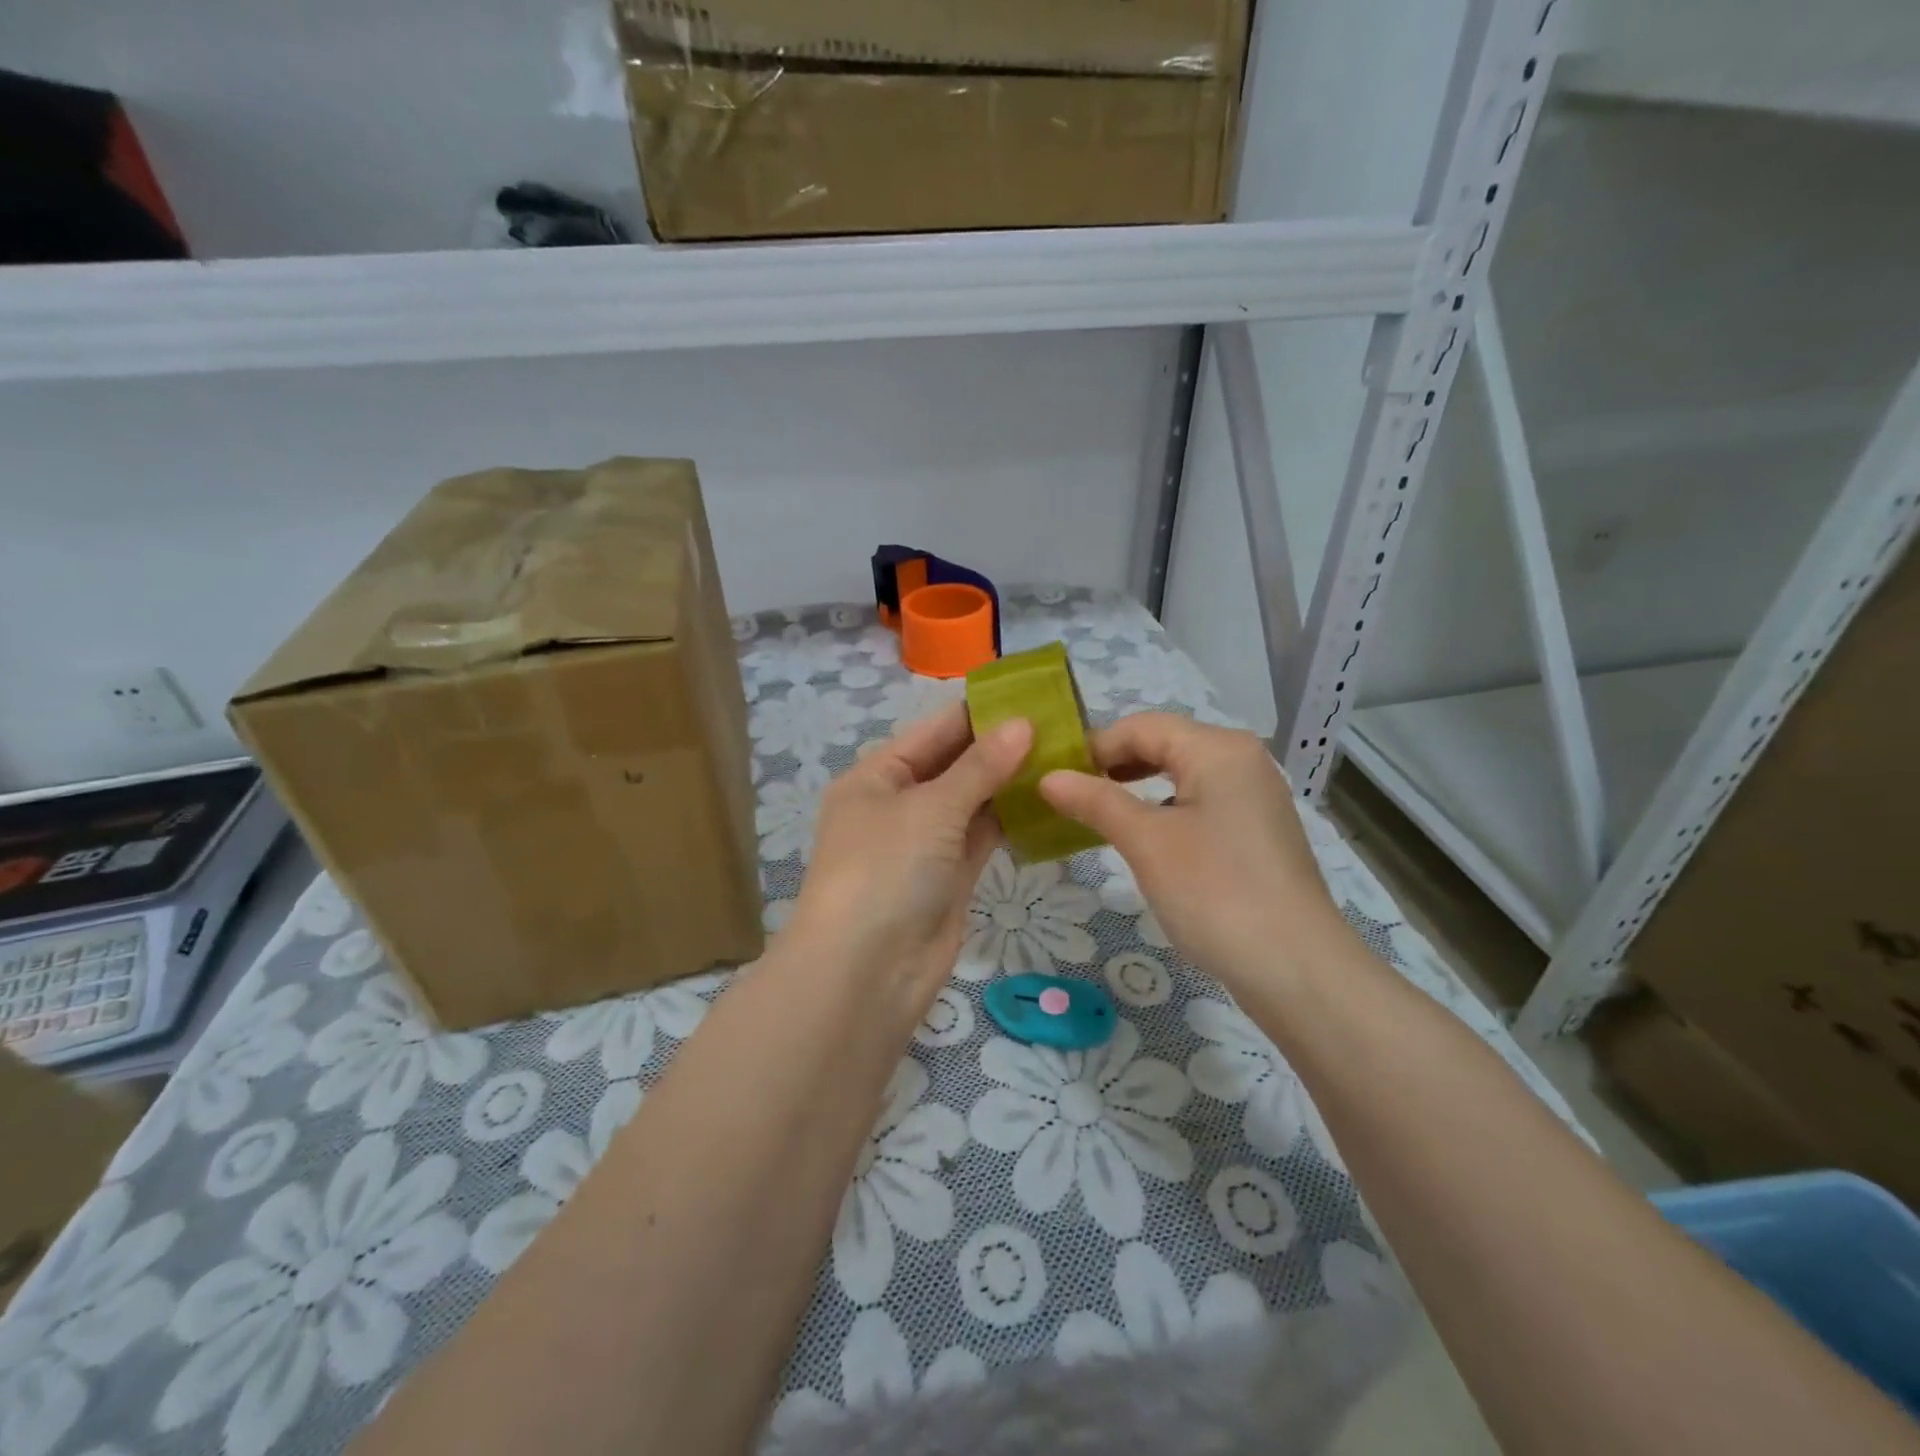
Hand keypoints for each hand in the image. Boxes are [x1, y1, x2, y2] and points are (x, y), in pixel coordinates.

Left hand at [785, 703, 1032, 1005]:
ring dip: (1009, 782)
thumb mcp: (931, 808)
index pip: (933, 731)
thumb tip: (1023, 723)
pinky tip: (1047, 800)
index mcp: (876, 776)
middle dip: (1000, 746)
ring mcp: (924, 843)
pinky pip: (982, 836)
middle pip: (954, 764)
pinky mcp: (949, 877)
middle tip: (1061, 724)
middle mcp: (898, 804)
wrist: (866, 973)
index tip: (1031, 695)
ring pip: (972, 801)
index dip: (978, 712)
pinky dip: (1010, 820)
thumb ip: (980, 767)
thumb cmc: (886, 871)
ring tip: (1064, 755)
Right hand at [1038, 712, 1347, 985]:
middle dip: (1114, 765)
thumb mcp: (1146, 842)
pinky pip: (1200, 802)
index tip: (1053, 776)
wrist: (1296, 969)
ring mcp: (1255, 796)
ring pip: (1182, 774)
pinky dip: (1164, 810)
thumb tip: (1047, 777)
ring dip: (1136, 787)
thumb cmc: (1215, 892)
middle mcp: (1242, 760)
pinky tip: (1144, 838)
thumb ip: (1096, 801)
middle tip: (1069, 794)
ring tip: (1097, 814)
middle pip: (1164, 744)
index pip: (1142, 726)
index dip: (1094, 746)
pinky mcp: (1257, 831)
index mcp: (1218, 749)